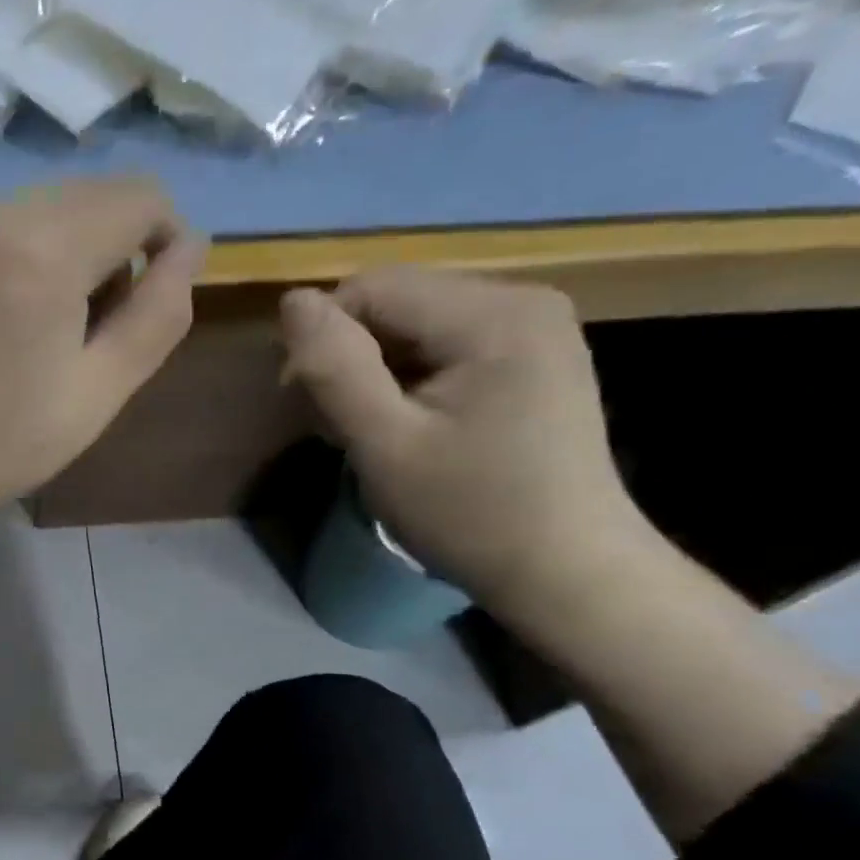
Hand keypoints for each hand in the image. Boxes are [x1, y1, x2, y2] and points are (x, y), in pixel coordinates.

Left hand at [0, 177, 207, 529]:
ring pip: (33, 209)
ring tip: (34, 326)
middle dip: (111, 246)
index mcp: (43, 251)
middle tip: (88, 325)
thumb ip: (157, 315)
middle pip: (85, 196)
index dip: (165, 237)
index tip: (148, 297)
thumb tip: (190, 248)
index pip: (138, 196)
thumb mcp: (97, 393)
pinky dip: (8, 256)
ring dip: (59, 250)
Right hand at [279, 268, 649, 618]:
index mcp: (493, 314)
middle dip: (352, 355)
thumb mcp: (384, 445)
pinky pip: (446, 341)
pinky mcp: (535, 353)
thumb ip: (335, 369)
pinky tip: (410, 422)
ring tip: (372, 429)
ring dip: (377, 369)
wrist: (567, 571)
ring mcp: (536, 325)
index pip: (371, 288)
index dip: (323, 339)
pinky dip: (410, 375)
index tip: (307, 405)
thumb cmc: (469, 513)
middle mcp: (523, 299)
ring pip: (416, 321)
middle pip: (396, 300)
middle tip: (340, 426)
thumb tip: (292, 301)